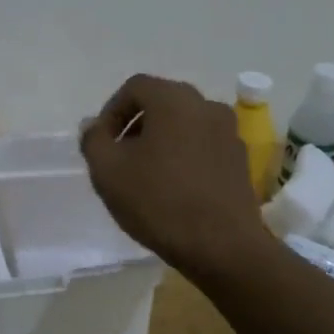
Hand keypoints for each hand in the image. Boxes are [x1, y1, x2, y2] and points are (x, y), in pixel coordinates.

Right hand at [80, 74, 274, 280]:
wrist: (223, 246)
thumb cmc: (159, 201)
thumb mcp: (108, 171)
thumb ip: (93, 140)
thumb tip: (94, 126)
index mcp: (174, 99)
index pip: (135, 87)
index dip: (111, 111)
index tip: (102, 142)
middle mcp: (206, 106)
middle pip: (162, 102)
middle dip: (136, 125)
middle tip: (119, 156)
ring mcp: (229, 132)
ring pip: (184, 124)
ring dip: (161, 140)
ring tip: (145, 174)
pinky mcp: (240, 160)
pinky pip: (203, 145)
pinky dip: (184, 155)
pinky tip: (174, 188)